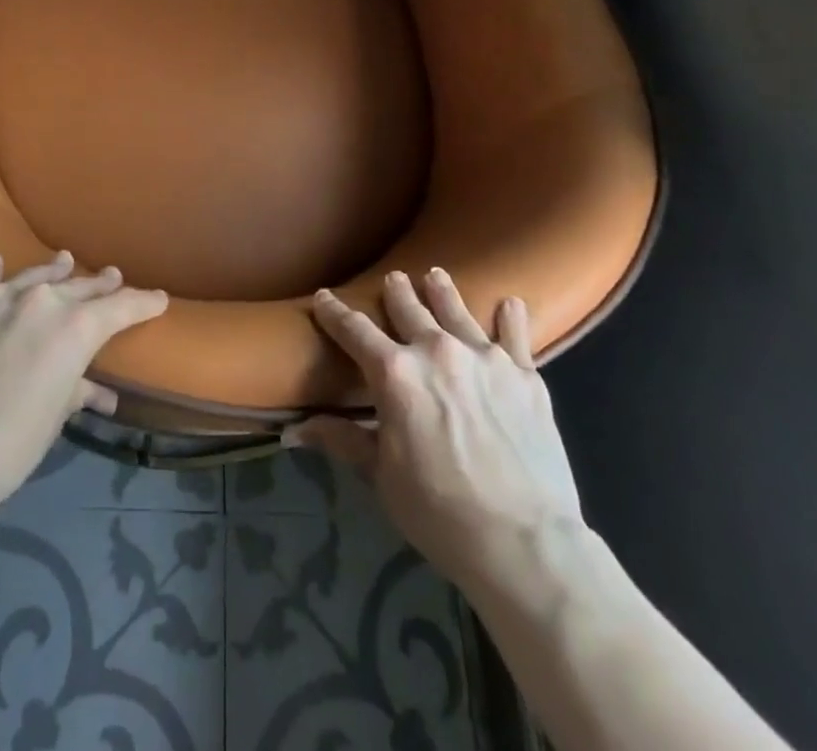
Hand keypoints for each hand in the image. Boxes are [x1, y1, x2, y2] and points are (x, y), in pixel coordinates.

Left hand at [0, 252, 167, 512]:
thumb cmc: (16, 441)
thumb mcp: (56, 415)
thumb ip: (77, 390)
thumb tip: (96, 393)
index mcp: (76, 326)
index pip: (121, 307)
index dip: (144, 303)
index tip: (159, 299)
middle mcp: (42, 301)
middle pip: (80, 287)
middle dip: (101, 285)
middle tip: (114, 277)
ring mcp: (0, 302)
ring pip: (35, 277)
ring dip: (53, 270)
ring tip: (65, 260)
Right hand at [291, 270, 583, 588]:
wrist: (524, 542)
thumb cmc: (439, 512)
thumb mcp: (381, 475)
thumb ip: (342, 440)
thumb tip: (291, 431)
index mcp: (395, 373)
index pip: (354, 330)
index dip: (334, 312)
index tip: (323, 296)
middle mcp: (436, 351)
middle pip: (409, 308)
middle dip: (396, 291)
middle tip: (393, 279)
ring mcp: (484, 358)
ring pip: (456, 310)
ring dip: (442, 290)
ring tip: (435, 275)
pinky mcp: (524, 376)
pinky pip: (515, 335)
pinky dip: (510, 317)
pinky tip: (510, 302)